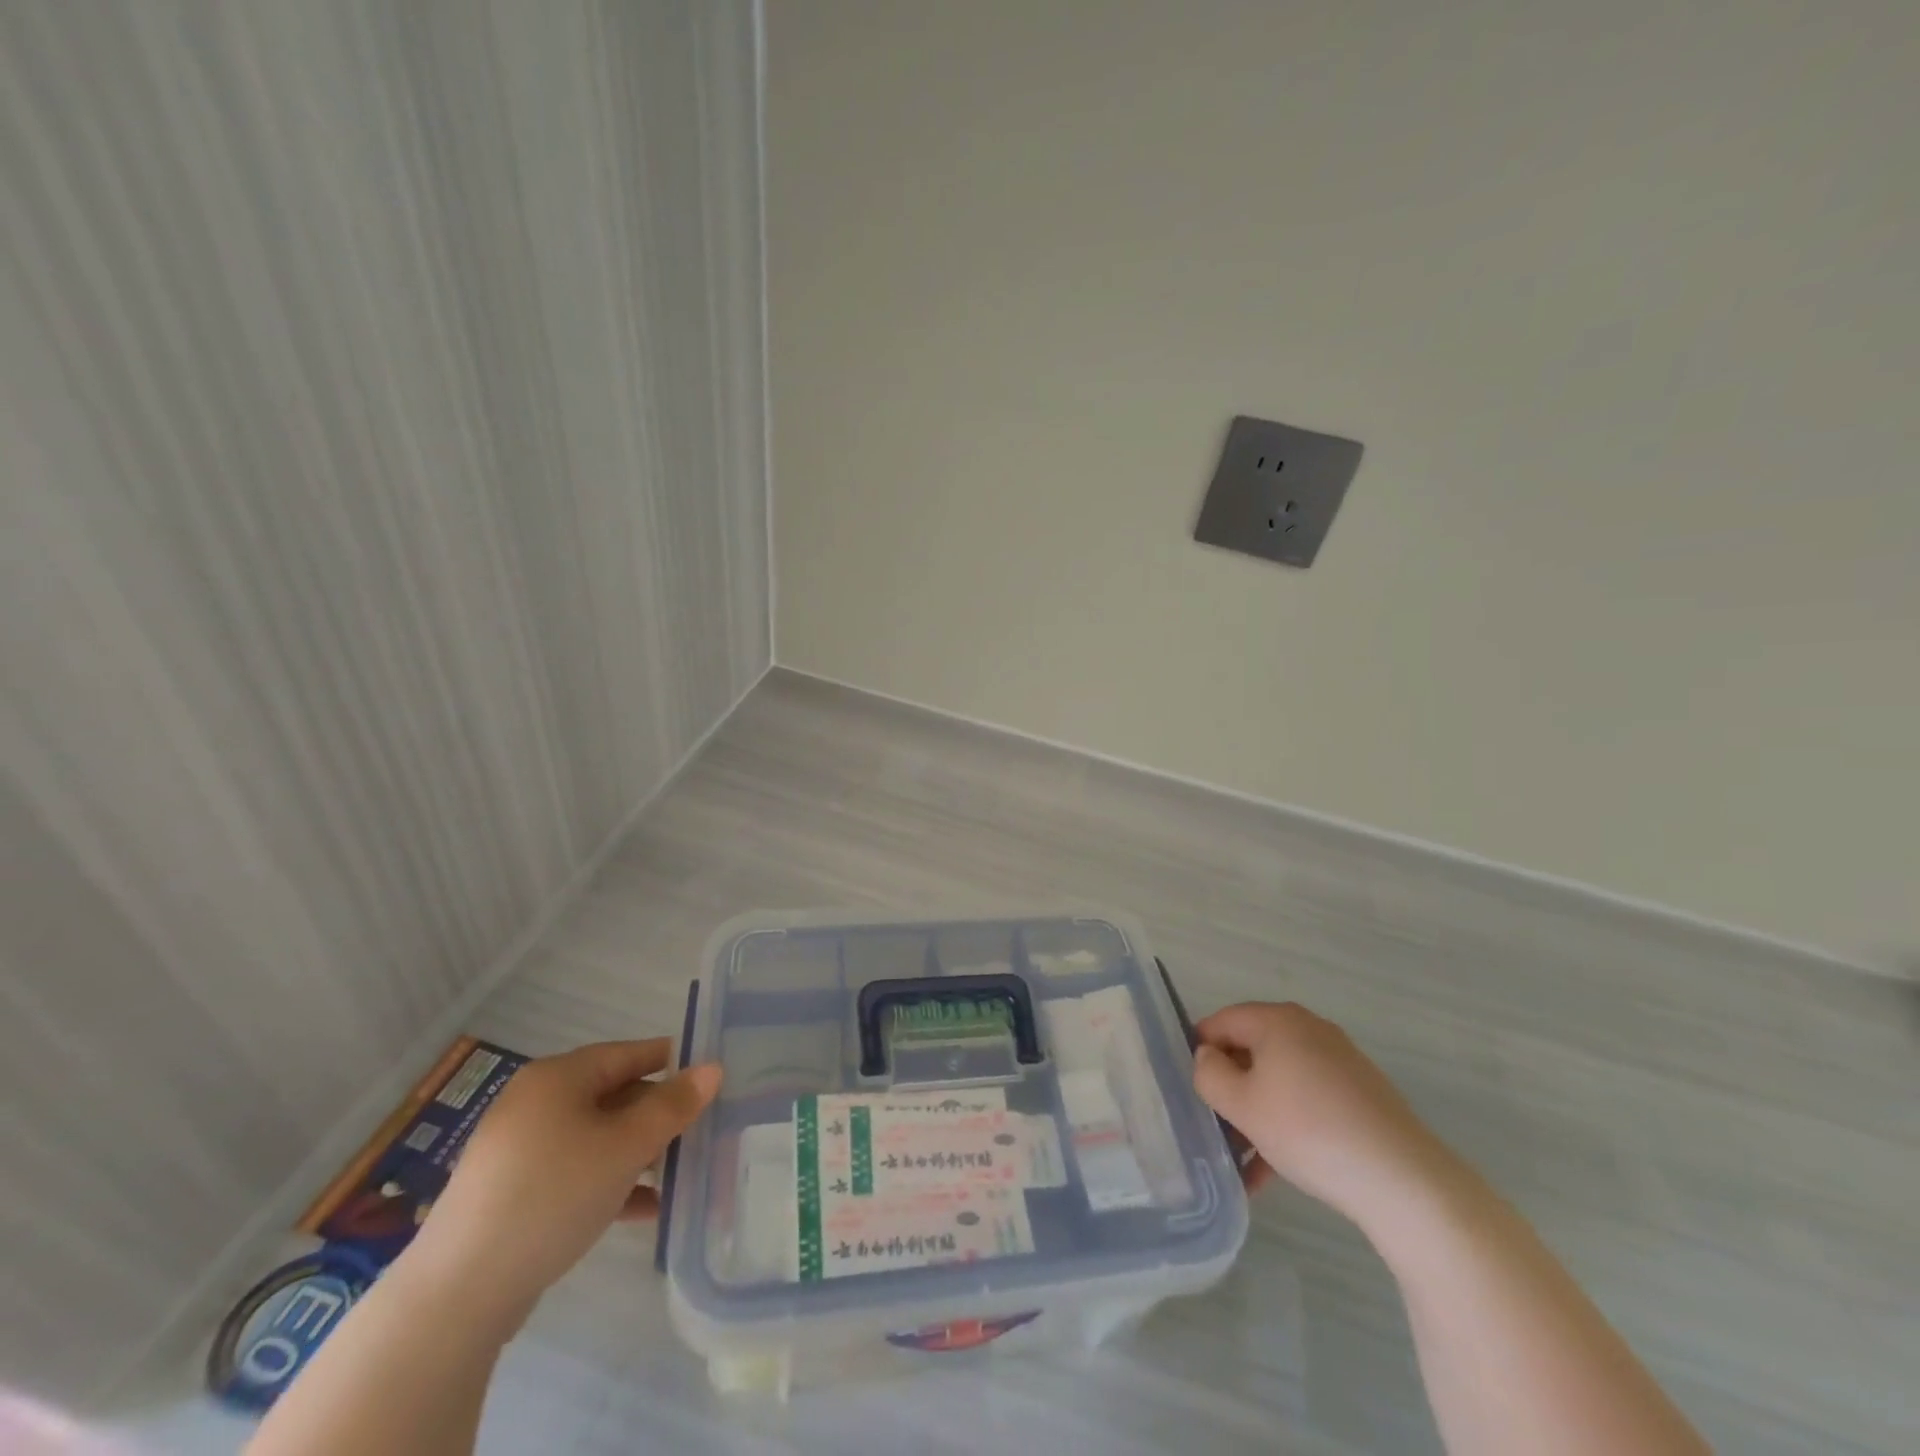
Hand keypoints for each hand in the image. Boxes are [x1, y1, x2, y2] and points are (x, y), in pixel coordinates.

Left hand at [407, 1040, 721, 1319]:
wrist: (457, 1294)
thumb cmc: (553, 1195)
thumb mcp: (625, 1146)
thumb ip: (673, 1106)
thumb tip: (712, 1068)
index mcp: (558, 1077)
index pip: (629, 1053)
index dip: (672, 1062)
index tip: (709, 1078)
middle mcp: (536, 1102)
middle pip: (613, 1095)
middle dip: (657, 1115)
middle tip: (699, 1132)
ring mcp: (520, 1150)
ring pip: (596, 1137)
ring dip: (638, 1153)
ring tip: (678, 1174)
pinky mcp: (512, 1194)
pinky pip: (575, 1173)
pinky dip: (609, 1182)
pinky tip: (645, 1209)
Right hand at [1192, 1002, 1456, 1230]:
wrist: (1404, 1181)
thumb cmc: (1308, 1130)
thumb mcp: (1241, 1104)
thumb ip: (1209, 1074)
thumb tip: (1208, 1057)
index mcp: (1277, 1020)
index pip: (1221, 1022)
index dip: (1199, 1052)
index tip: (1189, 1090)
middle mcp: (1309, 1030)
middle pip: (1251, 1051)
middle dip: (1229, 1089)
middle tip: (1214, 1127)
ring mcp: (1339, 1062)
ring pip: (1279, 1081)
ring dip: (1256, 1115)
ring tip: (1241, 1164)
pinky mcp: (1361, 1095)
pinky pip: (1307, 1100)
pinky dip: (1287, 1126)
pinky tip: (1273, 1174)